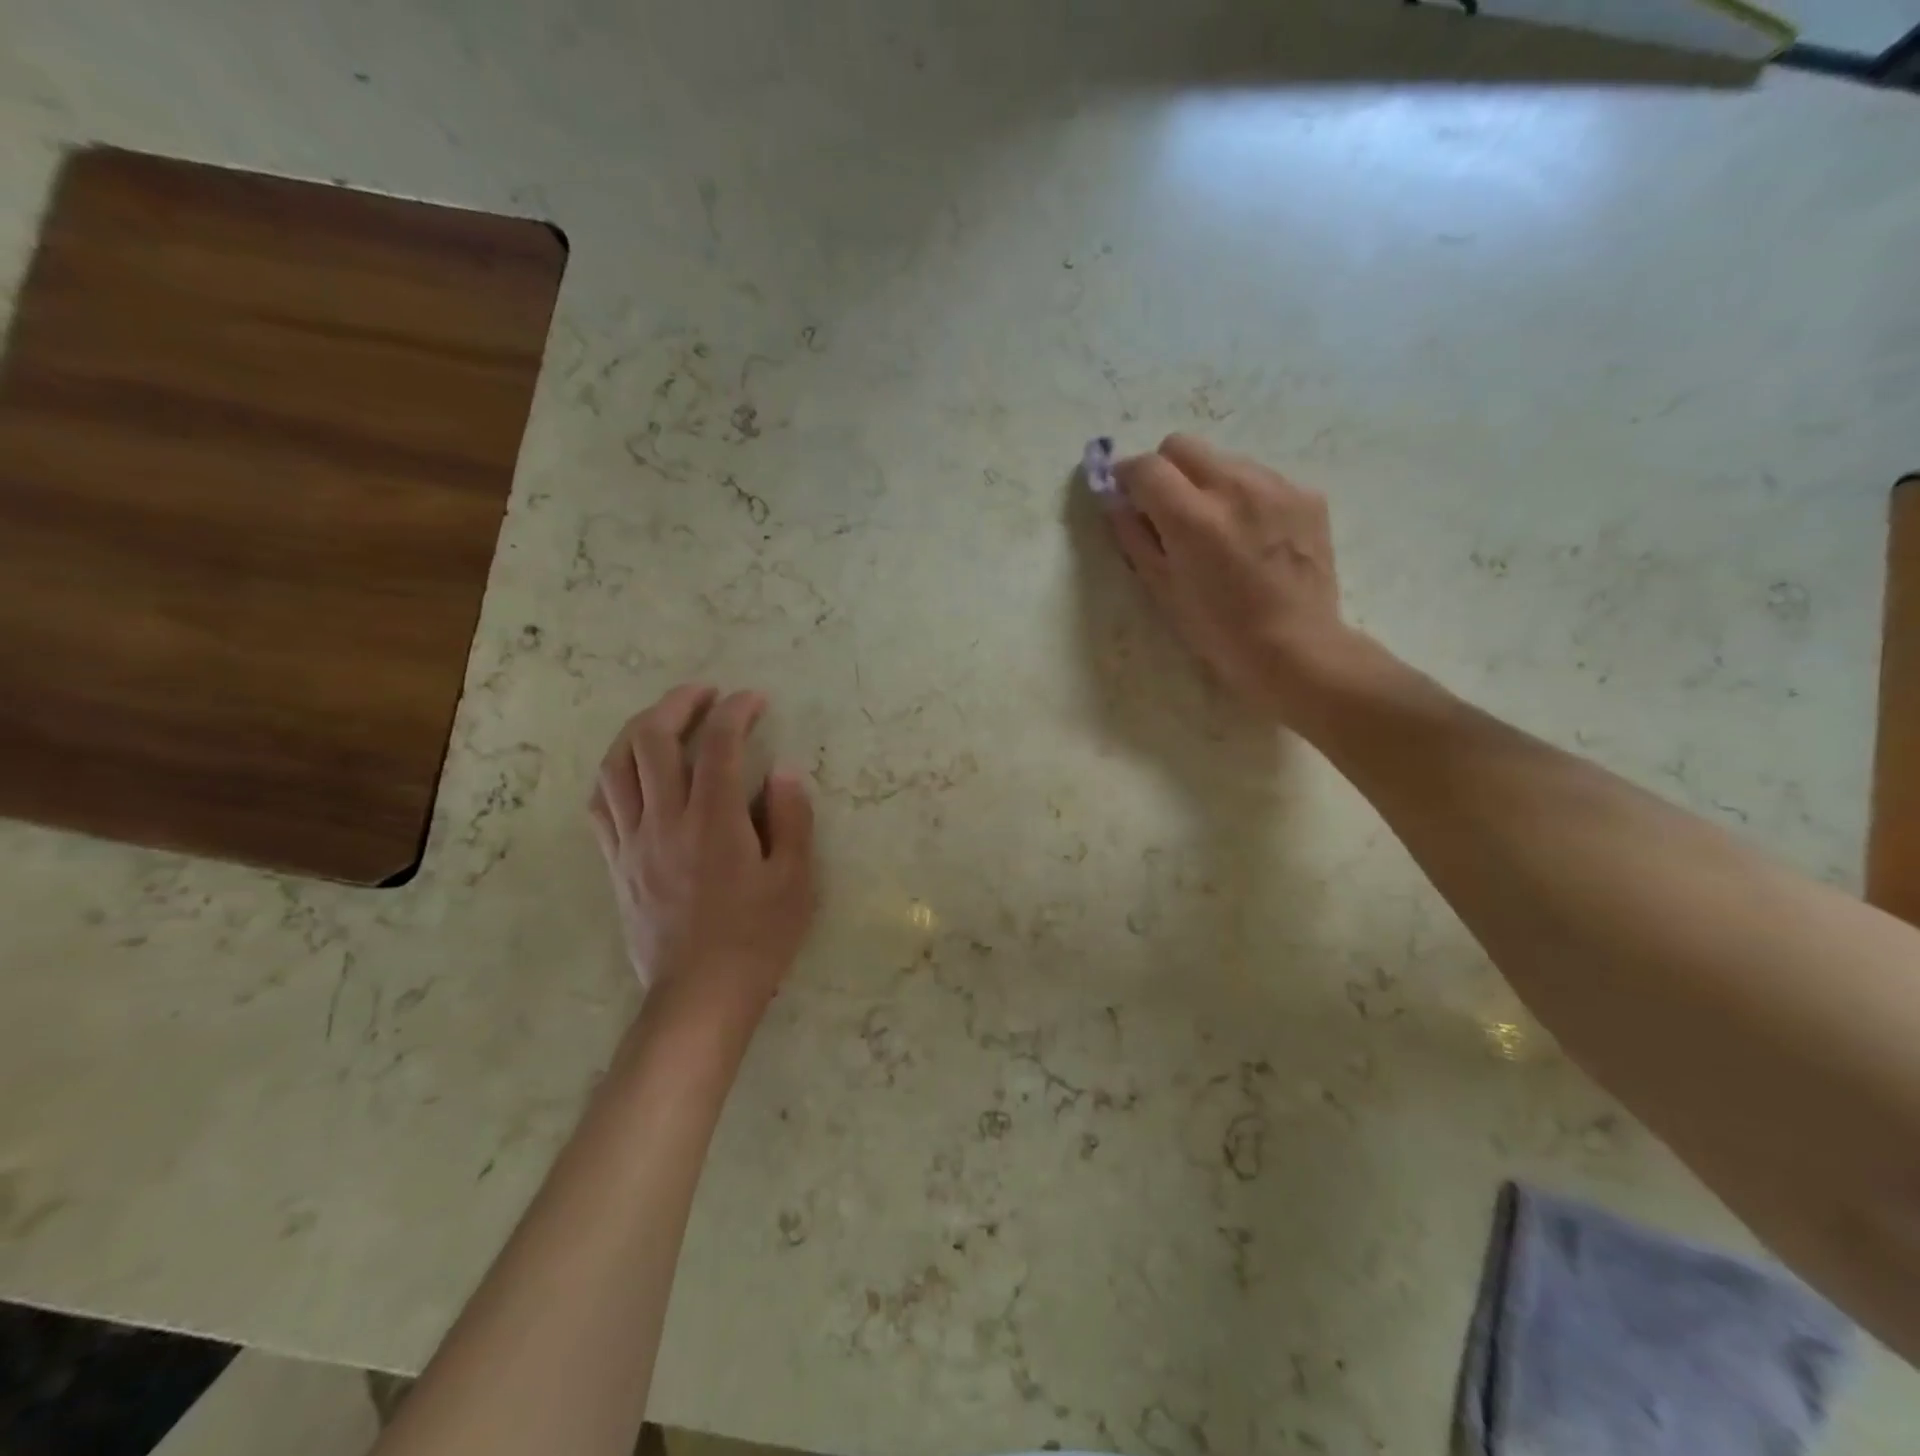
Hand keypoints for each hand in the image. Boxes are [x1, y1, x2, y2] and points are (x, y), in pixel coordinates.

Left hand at [588, 686, 814, 1021]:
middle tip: (705, 694)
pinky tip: (631, 769)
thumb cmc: (757, 938)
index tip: (754, 700)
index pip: (718, 744)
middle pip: (652, 740)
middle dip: (678, 704)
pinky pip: (600, 805)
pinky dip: (613, 773)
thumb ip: (792, 818)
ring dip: (638, 729)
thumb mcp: (796, 879)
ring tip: (664, 719)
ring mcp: (632, 842)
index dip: (736, 711)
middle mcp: (665, 821)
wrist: (700, 996)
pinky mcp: (616, 864)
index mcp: (714, 822)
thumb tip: (783, 770)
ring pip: (615, 766)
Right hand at [1107, 433, 1355, 721]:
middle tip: (1167, 508)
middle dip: (1165, 470)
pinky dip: (1245, 497)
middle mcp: (1235, 487)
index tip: (1125, 494)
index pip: (1145, 467)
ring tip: (1217, 528)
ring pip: (1224, 459)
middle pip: (1182, 445)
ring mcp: (1276, 486)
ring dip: (1207, 482)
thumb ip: (1134, 536)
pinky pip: (1261, 478)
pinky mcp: (1307, 494)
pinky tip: (1253, 536)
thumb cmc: (1217, 630)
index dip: (1127, 477)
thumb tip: (1116, 501)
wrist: (1294, 648)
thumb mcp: (1162, 588)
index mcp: (1192, 517)